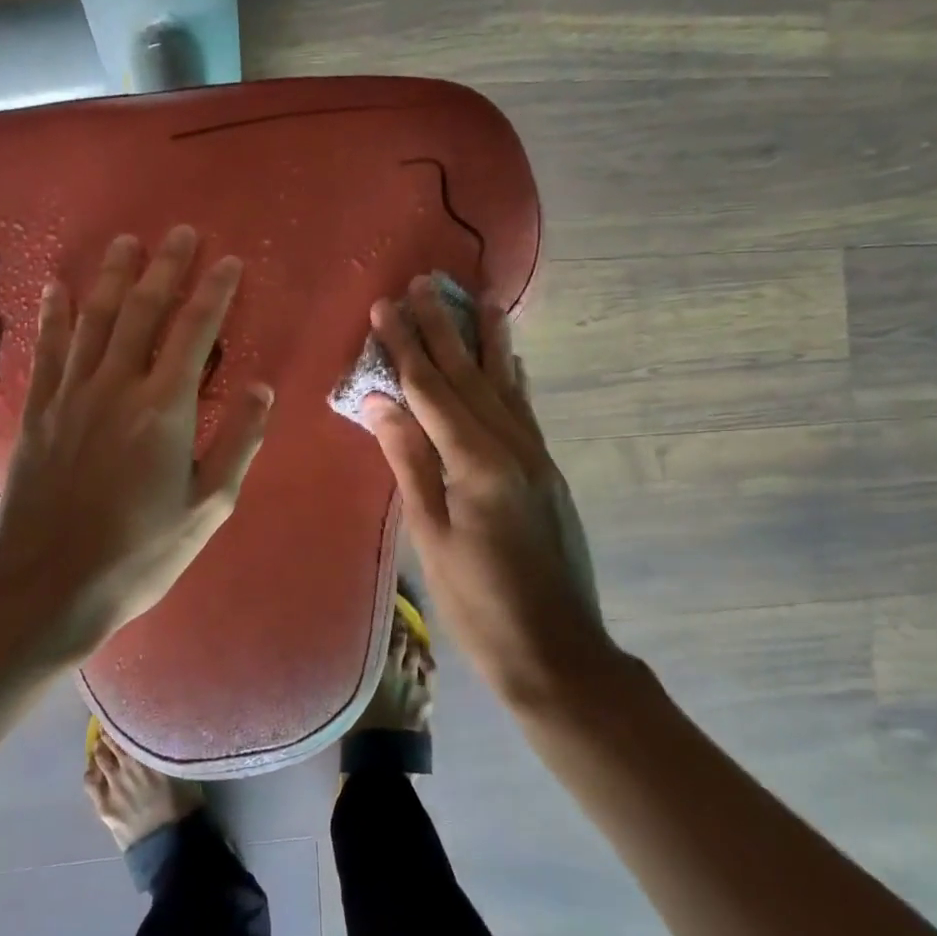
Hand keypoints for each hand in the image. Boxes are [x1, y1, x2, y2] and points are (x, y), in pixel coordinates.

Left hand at [0, 226, 272, 656]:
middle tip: (179, 233)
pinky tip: (57, 287)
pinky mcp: (39, 411)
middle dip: (165, 267)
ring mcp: (72, 395)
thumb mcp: (208, 508)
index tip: (228, 260)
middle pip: (143, 310)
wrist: (49, 586)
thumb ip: (238, 442)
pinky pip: (49, 350)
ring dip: (112, 276)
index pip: (194, 332)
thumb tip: (261, 387)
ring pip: (94, 319)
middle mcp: (117, 386)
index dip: (214, 291)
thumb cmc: (140, 552)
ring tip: (125, 241)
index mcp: (164, 409)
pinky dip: (54, 315)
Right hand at [364, 275, 607, 703]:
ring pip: (504, 384)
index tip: (386, 306)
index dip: (406, 346)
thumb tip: (379, 401)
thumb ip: (409, 462)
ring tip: (481, 298)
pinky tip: (512, 359)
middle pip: (468, 376)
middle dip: (443, 327)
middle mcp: (512, 446)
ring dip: (487, 340)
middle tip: (426, 282)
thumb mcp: (431, 536)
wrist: (557, 652)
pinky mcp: (546, 471)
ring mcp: (535, 456)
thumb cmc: (479, 603)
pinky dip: (513, 378)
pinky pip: (524, 410)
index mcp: (477, 462)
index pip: (431, 390)